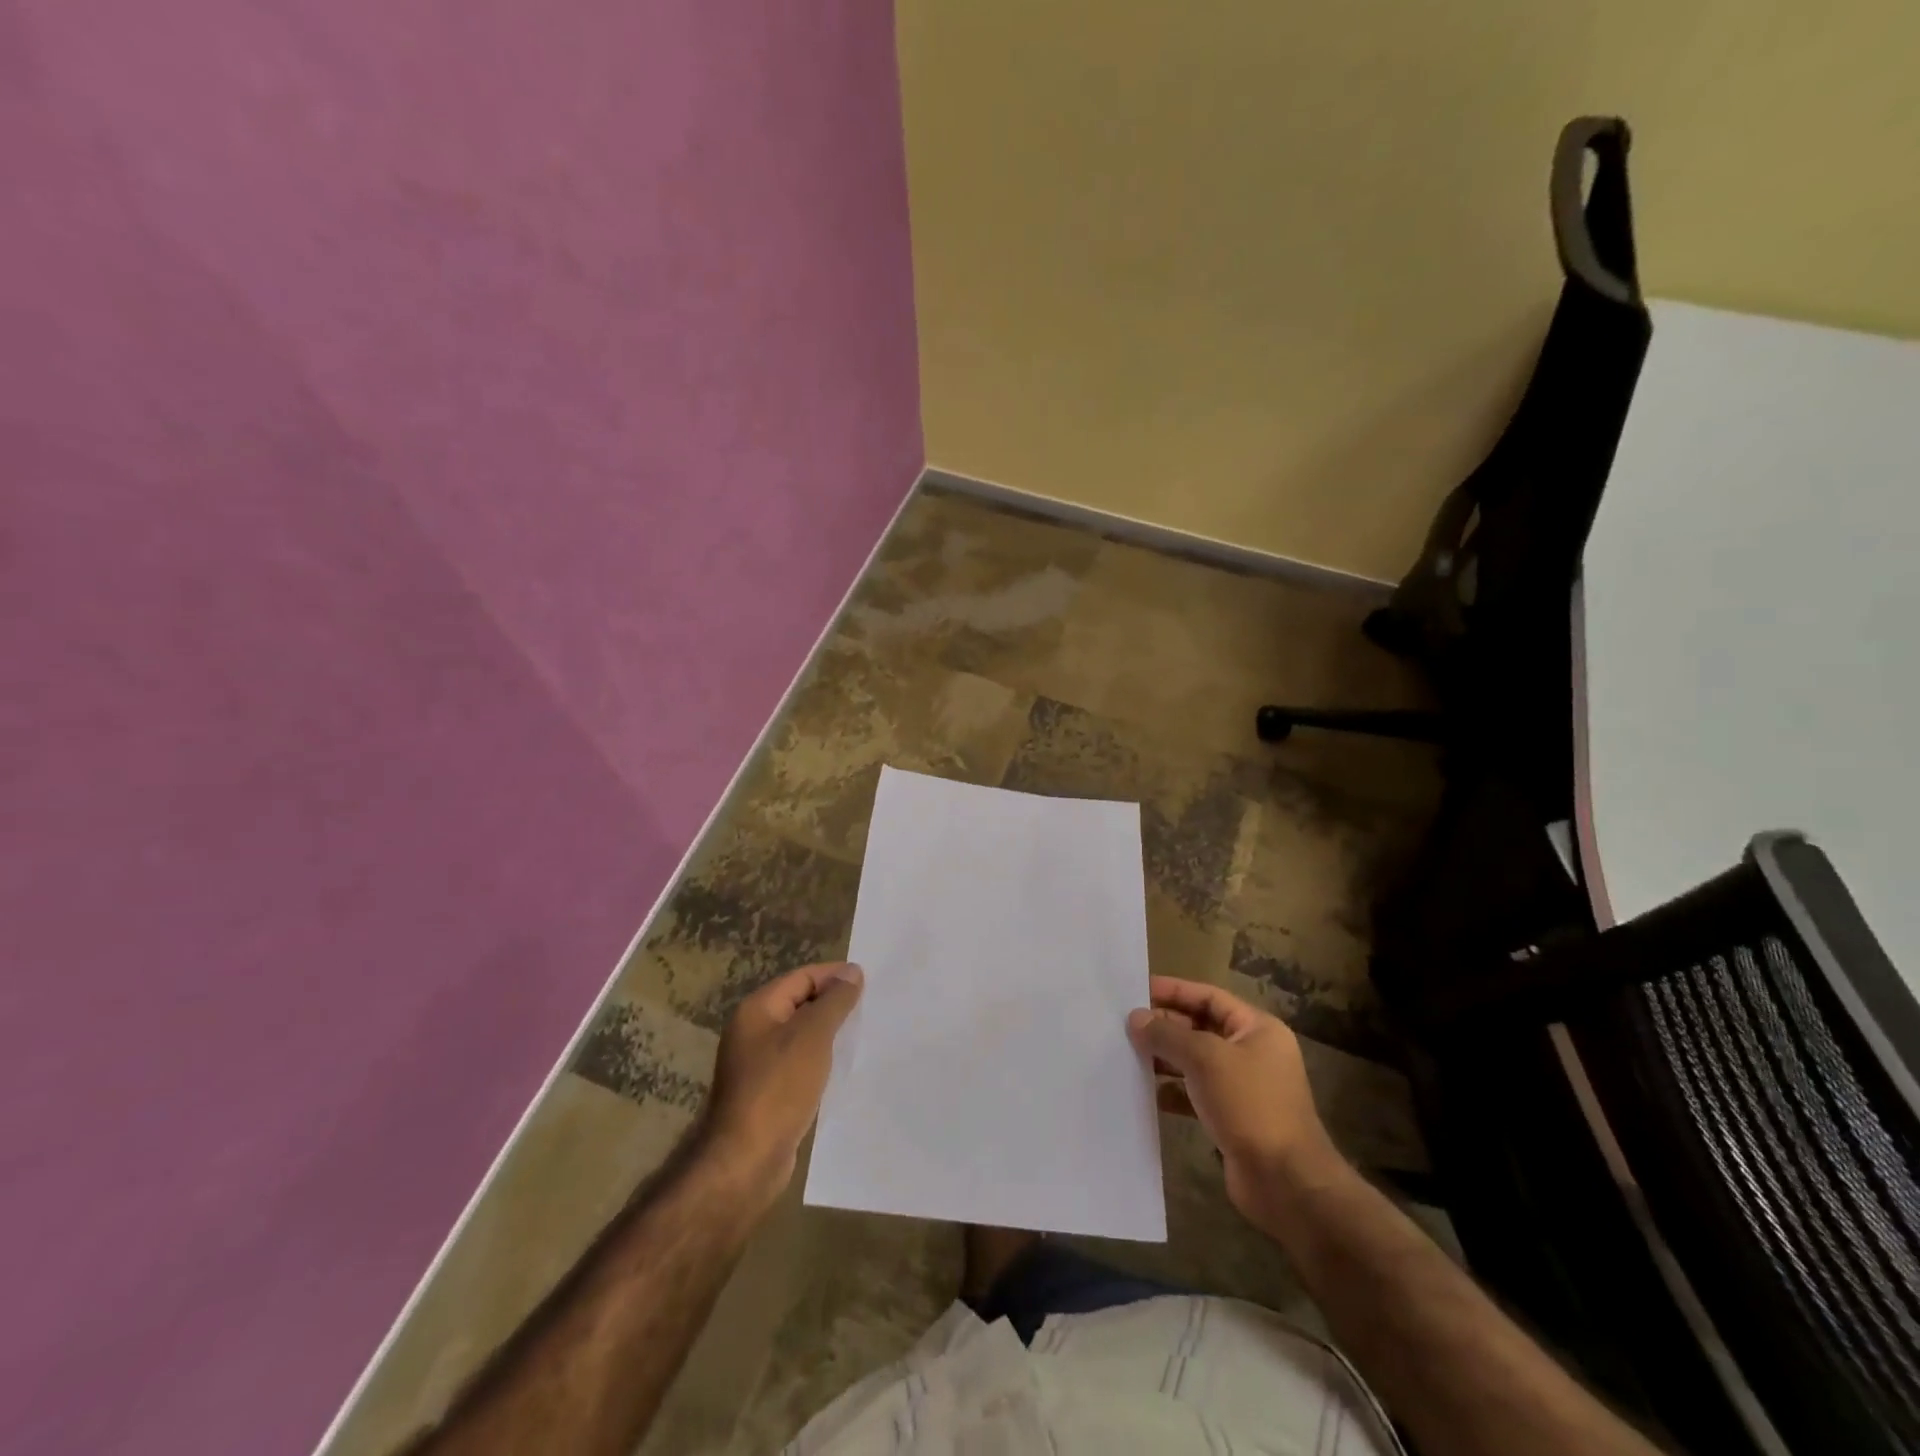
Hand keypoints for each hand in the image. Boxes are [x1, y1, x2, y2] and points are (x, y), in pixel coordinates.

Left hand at [702, 962, 862, 1196]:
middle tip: (871, 1008)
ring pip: (802, 1036)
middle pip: (800, 1004)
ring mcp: (758, 1064)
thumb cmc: (779, 1087)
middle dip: (834, 1003)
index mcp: (758, 1010)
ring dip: (829, 1034)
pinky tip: (843, 1068)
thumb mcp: (813, 1035)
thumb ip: (835, 1001)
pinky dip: (821, 1061)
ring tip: (863, 1035)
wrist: (746, 1160)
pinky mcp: (768, 1093)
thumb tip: (852, 971)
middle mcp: (753, 1031)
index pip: (801, 977)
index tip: (869, 981)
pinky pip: (800, 1064)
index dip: (834, 975)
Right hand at [1127, 976, 1341, 1224]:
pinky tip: (1146, 1093)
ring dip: (1165, 1058)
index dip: (1174, 990)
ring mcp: (1243, 1087)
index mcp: (1257, 1029)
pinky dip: (1172, 1091)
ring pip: (1196, 1061)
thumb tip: (1135, 1018)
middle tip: (1126, 1025)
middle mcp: (1252, 1052)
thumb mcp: (1205, 1059)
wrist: (1285, 1183)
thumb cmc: (1250, 1105)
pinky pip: (1195, 1093)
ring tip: (1128, 1055)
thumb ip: (1167, 1034)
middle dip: (1165, 1025)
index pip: (1209, 996)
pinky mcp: (1232, 1117)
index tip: (1137, 991)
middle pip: (1201, 1027)